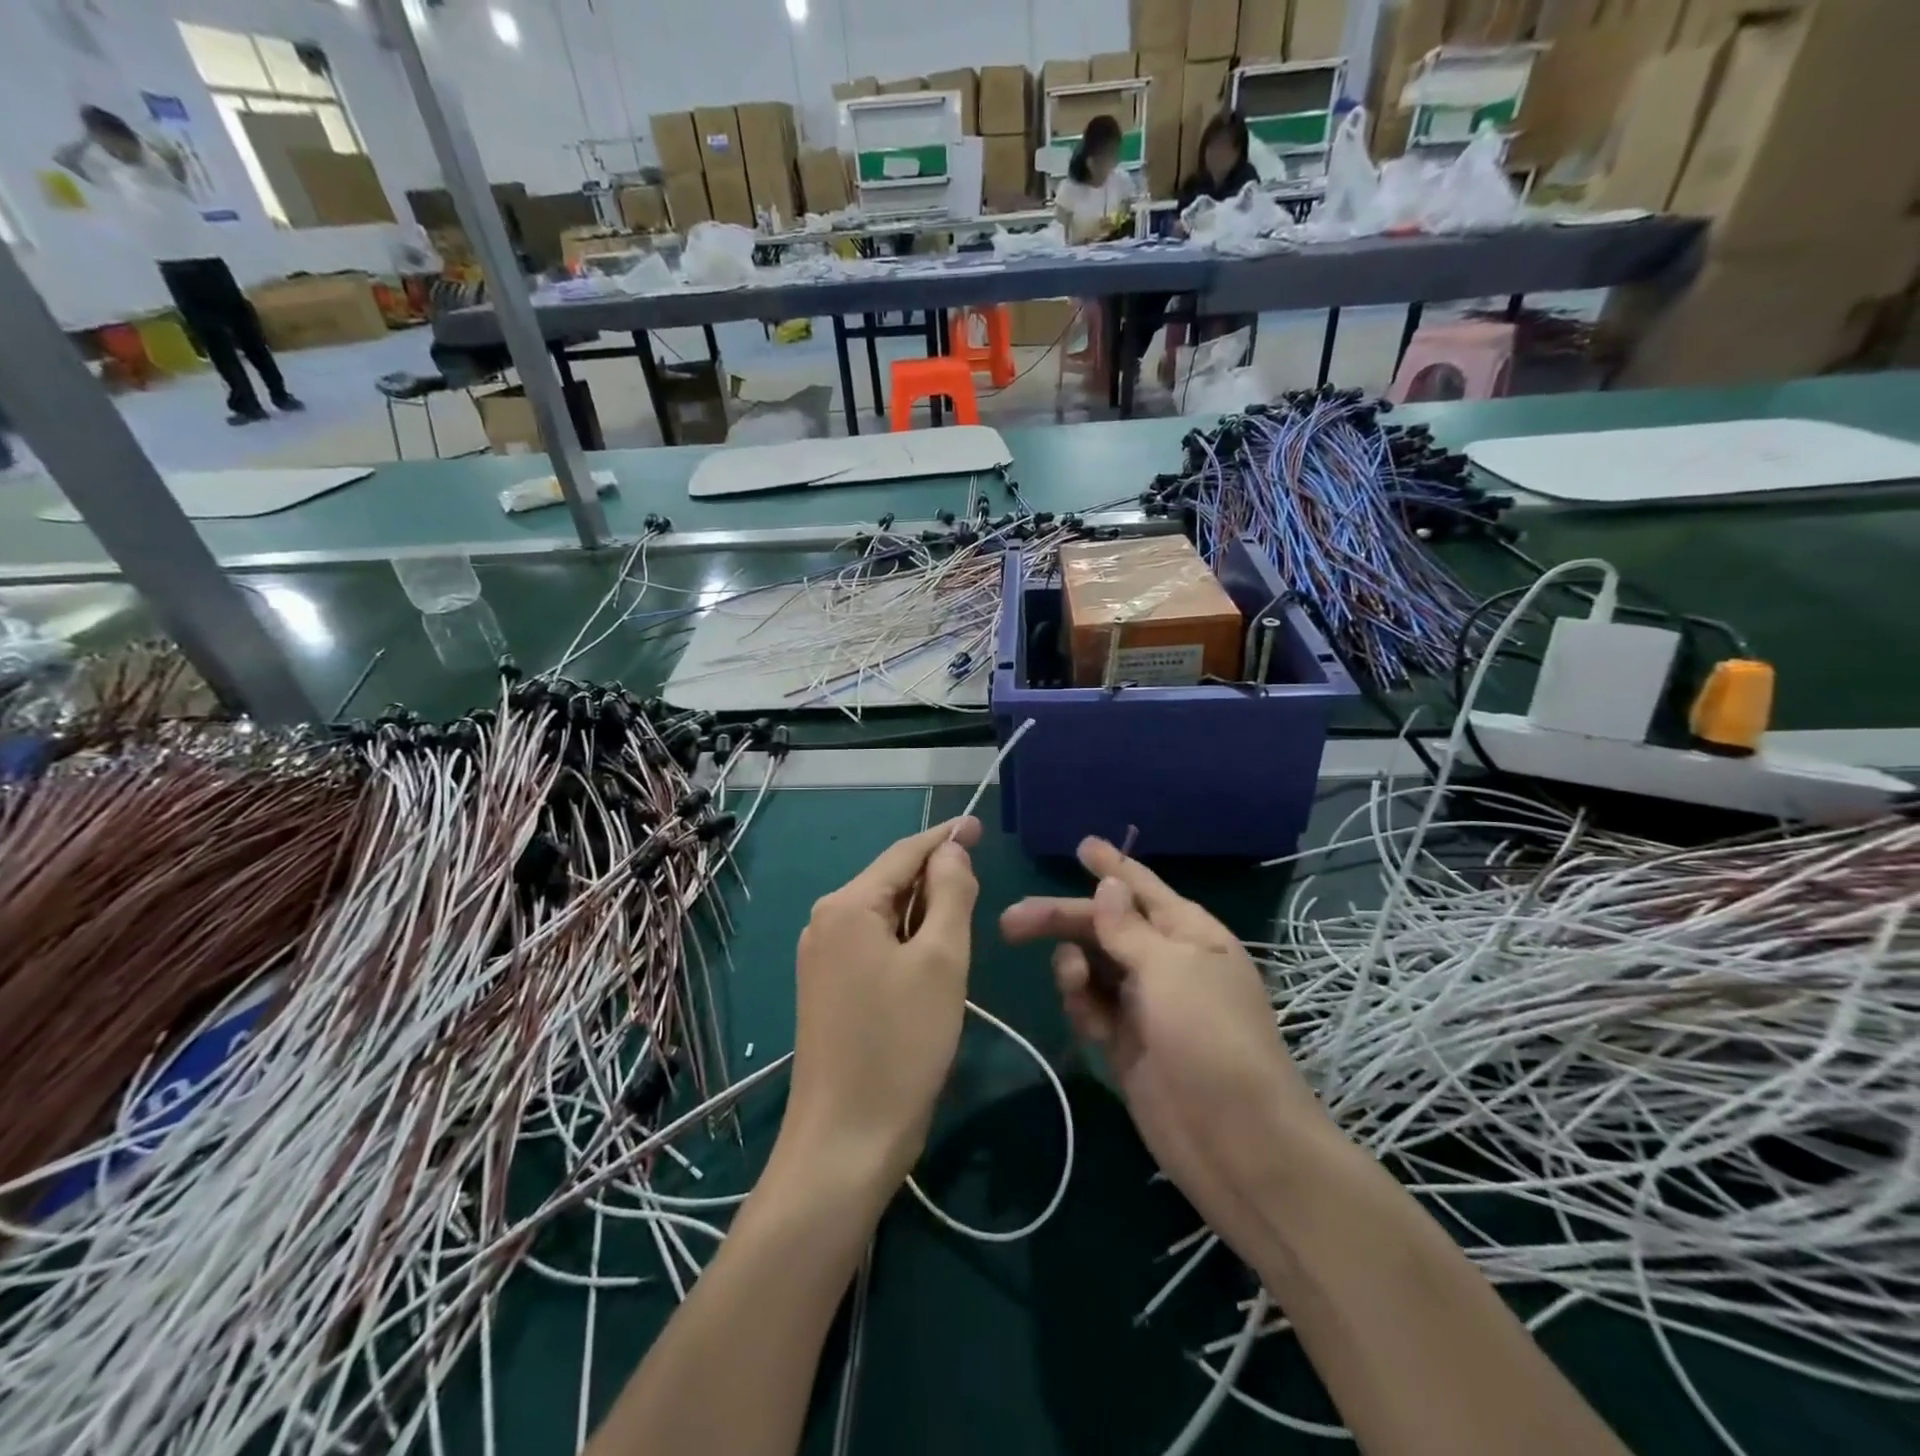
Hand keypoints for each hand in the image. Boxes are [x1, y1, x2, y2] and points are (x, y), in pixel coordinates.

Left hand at [779, 818, 981, 1188]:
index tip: (978, 825)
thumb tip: (950, 852)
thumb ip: (950, 895)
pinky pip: (875, 946)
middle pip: (891, 882)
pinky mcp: (829, 990)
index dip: (944, 837)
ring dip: (925, 915)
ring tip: (964, 923)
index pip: (904, 853)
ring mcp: (822, 958)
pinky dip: (908, 942)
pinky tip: (933, 960)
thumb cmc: (900, 1043)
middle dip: (935, 879)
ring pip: (885, 917)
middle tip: (981, 887)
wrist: (846, 1140)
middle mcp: (826, 922)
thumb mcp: (941, 961)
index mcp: (846, 906)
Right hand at [1000, 838, 1335, 1244]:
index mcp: (1189, 934)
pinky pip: (1092, 1006)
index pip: (1143, 888)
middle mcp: (1166, 962)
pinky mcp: (1126, 1042)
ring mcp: (1146, 1004)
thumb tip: (1109, 885)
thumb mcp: (1170, 970)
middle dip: (1062, 919)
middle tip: (1011, 921)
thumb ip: (1130, 928)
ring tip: (1072, 983)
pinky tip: (1086, 1019)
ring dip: (1073, 967)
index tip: (1081, 845)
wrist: (1237, 1144)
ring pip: (1093, 966)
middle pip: (1104, 926)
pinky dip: (1082, 1004)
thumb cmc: (1210, 1038)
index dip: (1111, 867)